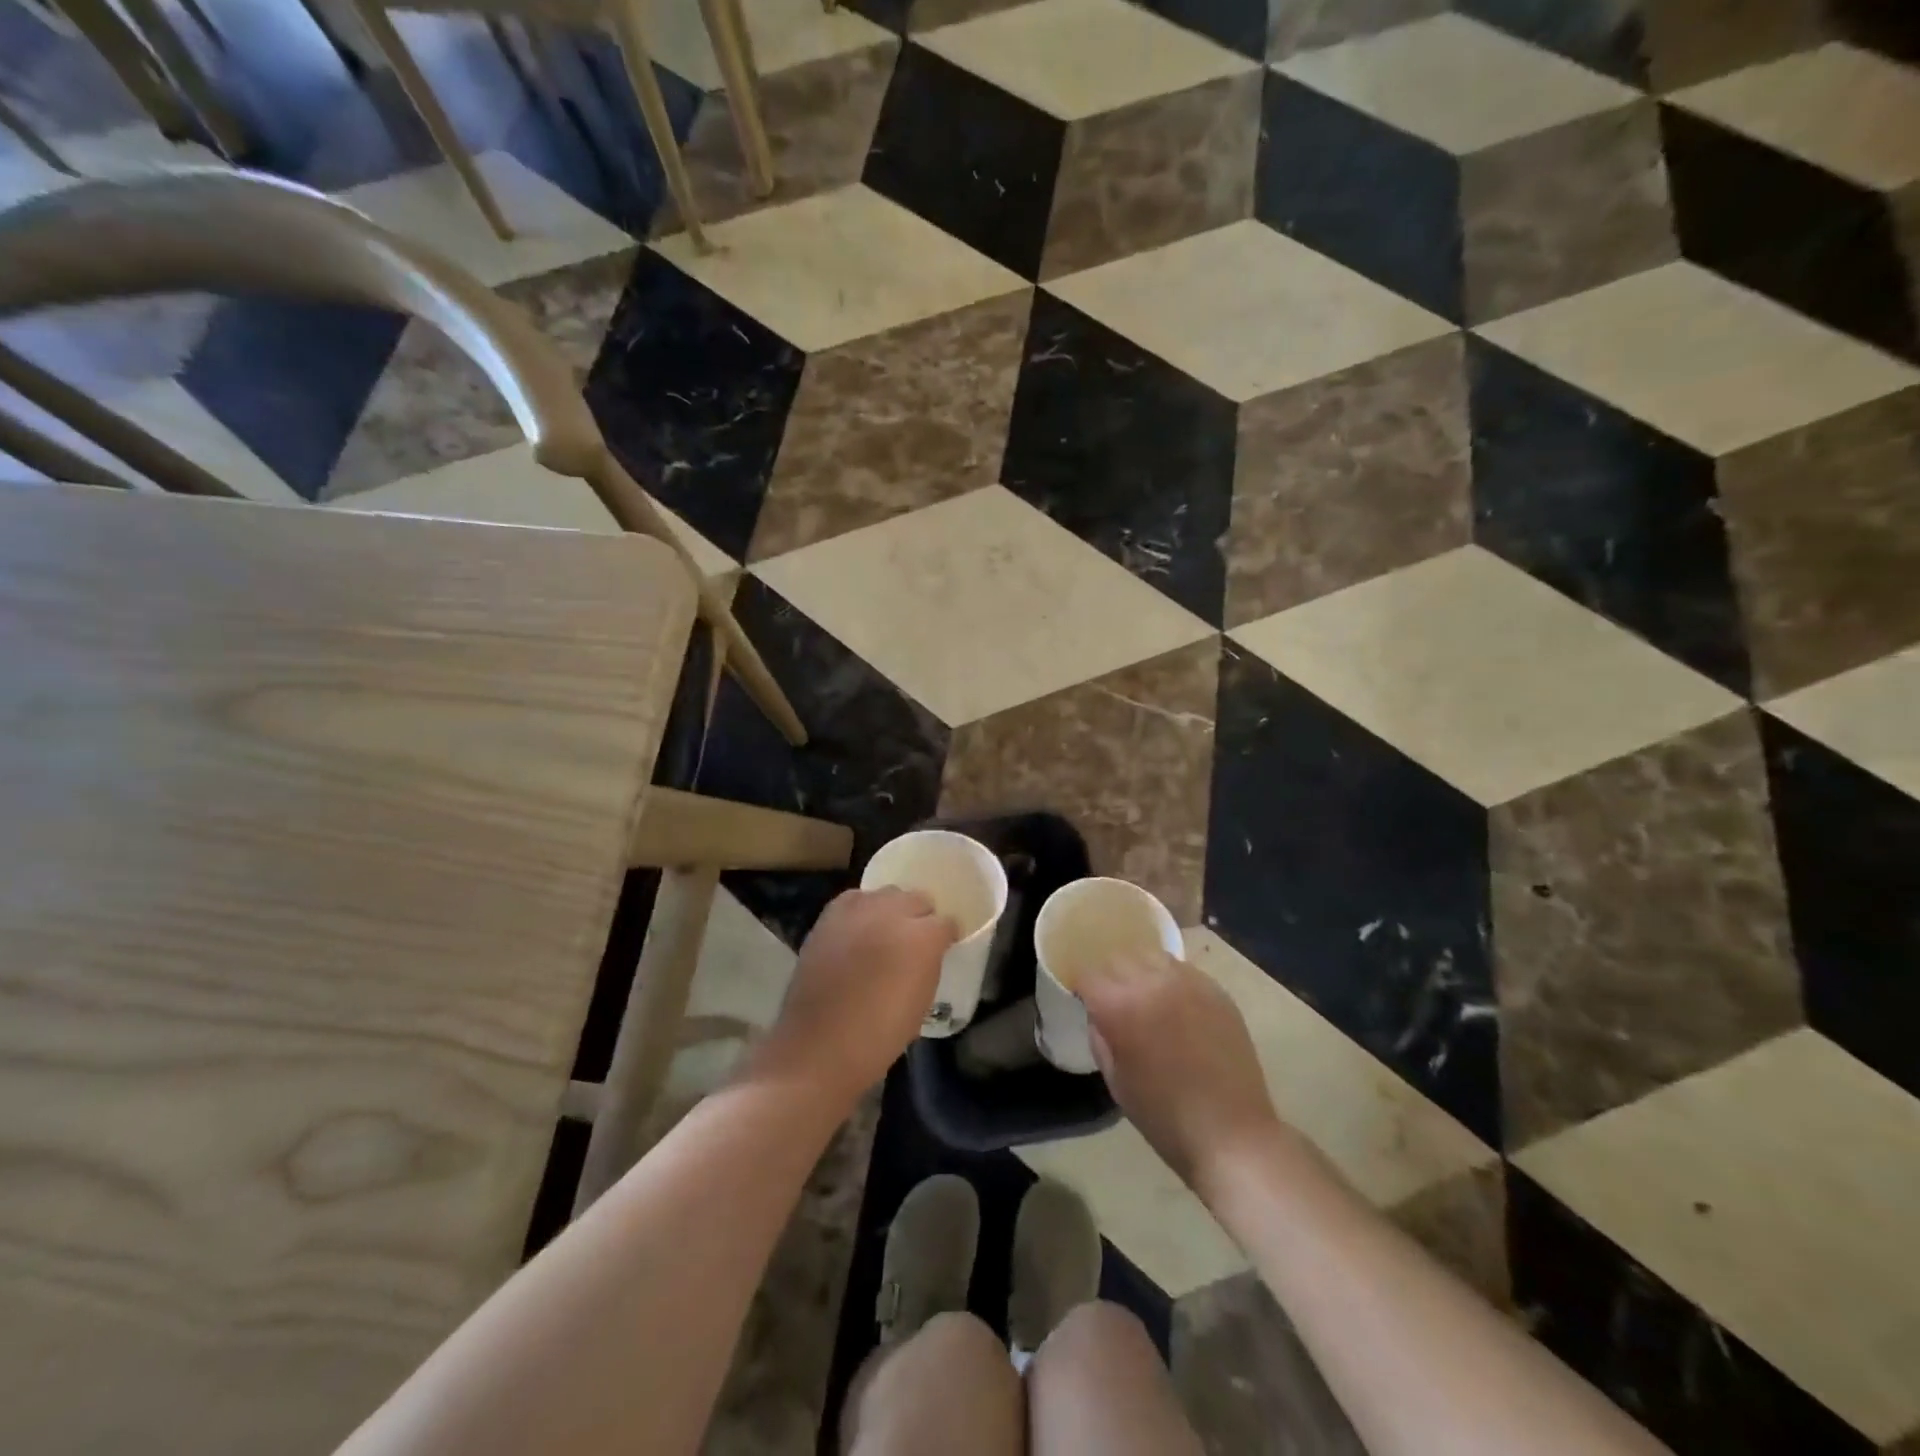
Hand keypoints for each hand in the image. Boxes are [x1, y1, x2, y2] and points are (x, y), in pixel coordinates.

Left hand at [754, 888, 955, 1106]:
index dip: (946, 936)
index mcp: (922, 938)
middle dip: (921, 918)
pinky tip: (859, 930)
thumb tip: (928, 953)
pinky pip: (855, 899)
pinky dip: (862, 910)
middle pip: (917, 899)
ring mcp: (858, 911)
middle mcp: (892, 913)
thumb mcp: (922, 1001)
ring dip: (892, 910)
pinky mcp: (829, 916)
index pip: (946, 922)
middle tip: (915, 942)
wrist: (819, 1046)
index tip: (943, 949)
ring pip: (886, 894)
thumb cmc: (880, 1035)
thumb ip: (929, 964)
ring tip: (886, 933)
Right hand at [1079, 951, 1282, 1191]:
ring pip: (1151, 956)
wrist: (1232, 1134)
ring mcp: (1188, 982)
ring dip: (1141, 972)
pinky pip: (1183, 970)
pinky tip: (1175, 1004)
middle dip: (1110, 977)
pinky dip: (1170, 979)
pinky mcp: (1216, 990)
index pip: (1089, 975)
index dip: (1083, 989)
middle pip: (1118, 959)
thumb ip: (1101, 1038)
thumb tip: (1098, 1015)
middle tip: (1114, 1002)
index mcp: (1121, 1006)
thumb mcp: (1116, 1081)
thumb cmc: (1165, 1116)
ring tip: (1145, 997)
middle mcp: (1152, 982)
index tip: (1086, 1002)